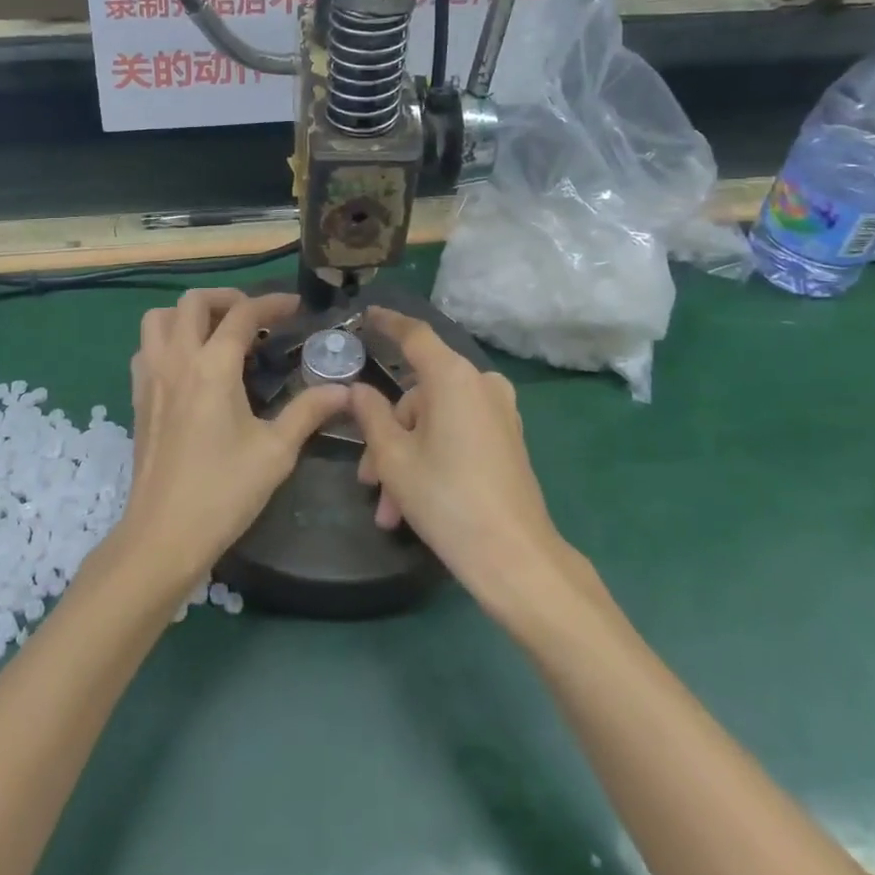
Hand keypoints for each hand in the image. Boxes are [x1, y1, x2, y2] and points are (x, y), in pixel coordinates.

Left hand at [116, 289, 349, 594]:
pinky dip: (167, 339)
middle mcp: (177, 359)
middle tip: (253, 317)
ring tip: (216, 333)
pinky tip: (188, 365)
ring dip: (189, 314)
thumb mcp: (276, 451)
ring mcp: (151, 376)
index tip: (294, 307)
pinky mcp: (138, 397)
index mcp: (213, 366)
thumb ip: (309, 411)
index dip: (271, 303)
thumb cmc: (223, 491)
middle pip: (194, 301)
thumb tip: (344, 390)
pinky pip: (146, 347)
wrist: (162, 535)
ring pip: (160, 318)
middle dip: (227, 298)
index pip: (242, 314)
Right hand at [349, 309, 566, 609]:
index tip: (365, 315)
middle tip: (367, 477)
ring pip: (435, 422)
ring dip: (406, 457)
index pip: (414, 335)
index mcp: (452, 377)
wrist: (516, 559)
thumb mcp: (393, 457)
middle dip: (389, 434)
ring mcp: (498, 413)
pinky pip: (457, 435)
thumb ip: (370, 414)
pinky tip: (410, 507)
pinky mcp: (507, 440)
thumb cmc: (447, 498)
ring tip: (388, 510)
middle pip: (419, 395)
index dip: (387, 323)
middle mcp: (480, 385)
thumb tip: (358, 390)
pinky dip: (431, 459)